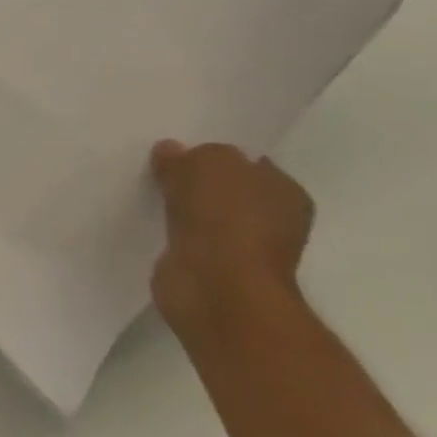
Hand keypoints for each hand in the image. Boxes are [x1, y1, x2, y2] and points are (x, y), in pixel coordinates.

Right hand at [150, 140, 314, 342]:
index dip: (216, 155)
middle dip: (197, 181)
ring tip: (150, 190)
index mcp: (285, 192)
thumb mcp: (206, 163)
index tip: (183, 149)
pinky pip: (188, 237)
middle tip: (161, 166)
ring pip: (205, 214)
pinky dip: (173, 231)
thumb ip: (190, 155)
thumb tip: (172, 152)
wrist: (216, 286)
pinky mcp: (211, 269)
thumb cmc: (225, 218)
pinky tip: (152, 219)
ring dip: (183, 207)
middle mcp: (273, 220)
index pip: (249, 163)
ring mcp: (242, 248)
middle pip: (226, 190)